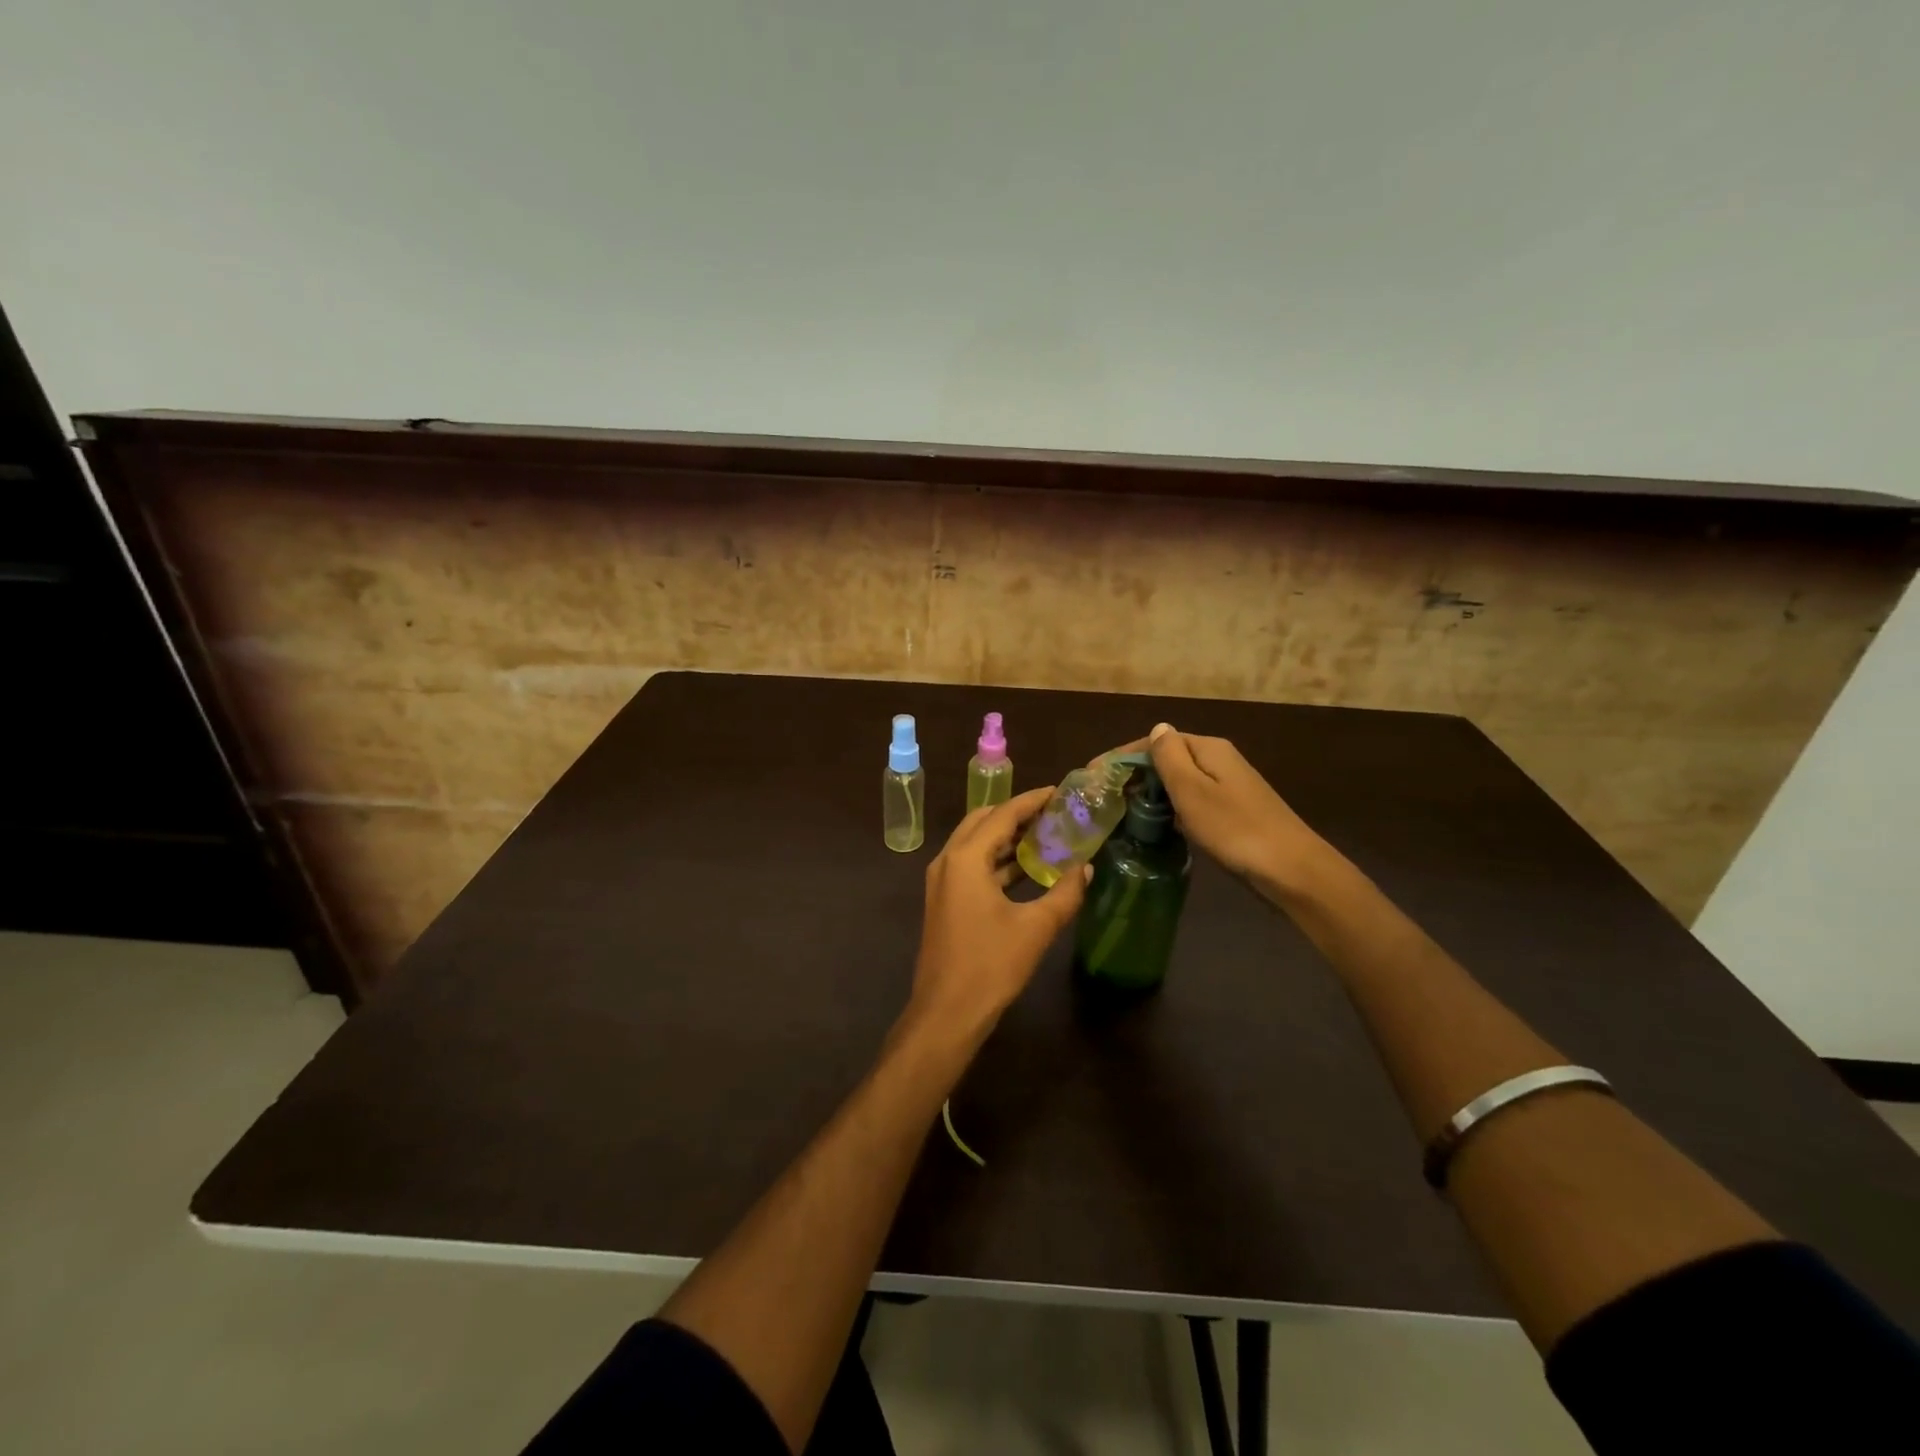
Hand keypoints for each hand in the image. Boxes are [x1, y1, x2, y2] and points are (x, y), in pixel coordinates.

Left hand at [906, 786, 1088, 1040]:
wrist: (946, 1013)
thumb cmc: (990, 966)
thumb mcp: (1035, 928)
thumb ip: (1064, 893)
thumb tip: (1085, 868)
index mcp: (965, 858)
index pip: (1003, 814)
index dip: (1032, 800)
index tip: (1059, 791)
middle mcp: (948, 860)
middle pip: (983, 821)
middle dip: (1017, 813)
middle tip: (1053, 813)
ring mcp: (942, 881)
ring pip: (975, 843)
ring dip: (1006, 837)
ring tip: (1045, 835)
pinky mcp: (944, 900)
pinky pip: (972, 865)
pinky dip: (997, 860)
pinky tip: (1026, 868)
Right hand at [1105, 723, 1323, 893]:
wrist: (1292, 870)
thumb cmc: (1234, 828)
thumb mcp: (1192, 790)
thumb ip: (1169, 757)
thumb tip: (1157, 728)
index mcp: (1207, 748)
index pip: (1155, 741)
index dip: (1122, 757)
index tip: (1093, 776)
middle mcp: (1218, 760)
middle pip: (1167, 759)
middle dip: (1135, 775)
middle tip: (1105, 799)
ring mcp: (1228, 786)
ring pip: (1179, 782)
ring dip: (1152, 793)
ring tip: (1123, 813)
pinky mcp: (1233, 811)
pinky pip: (1192, 801)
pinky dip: (1172, 809)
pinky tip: (1159, 826)